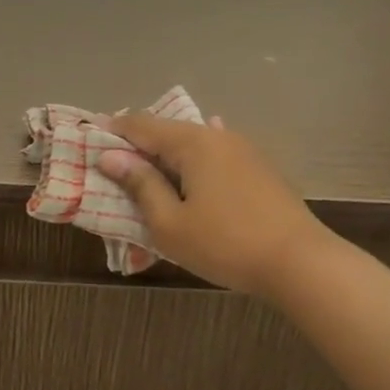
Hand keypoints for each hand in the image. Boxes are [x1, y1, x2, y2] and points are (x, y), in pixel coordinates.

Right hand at [98, 115, 330, 298]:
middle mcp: (217, 136)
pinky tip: (193, 167)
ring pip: (194, 142)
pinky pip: (214, 155)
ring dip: (167, 152)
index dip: (113, 130)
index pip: (141, 125)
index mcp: (191, 143)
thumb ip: (140, 185)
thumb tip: (111, 157)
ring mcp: (243, 150)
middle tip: (113, 156)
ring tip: (147, 167)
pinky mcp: (259, 169)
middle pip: (168, 130)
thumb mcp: (169, 222)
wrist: (300, 263)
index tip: (89, 135)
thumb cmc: (225, 244)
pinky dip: (193, 161)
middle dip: (138, 141)